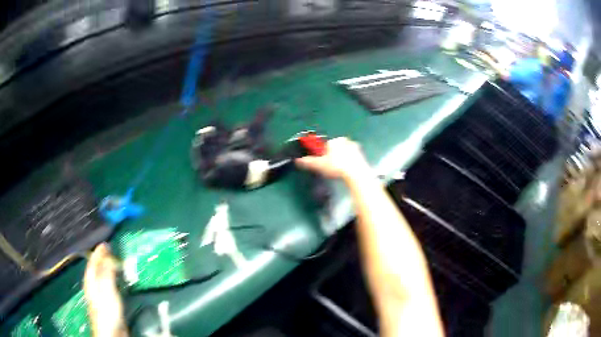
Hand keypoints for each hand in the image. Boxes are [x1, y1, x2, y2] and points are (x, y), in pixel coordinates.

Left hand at [84, 243, 126, 336]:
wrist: (112, 333)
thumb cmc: (107, 310)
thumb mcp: (106, 289)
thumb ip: (106, 271)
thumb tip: (106, 252)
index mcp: (90, 281)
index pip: (92, 263)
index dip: (98, 253)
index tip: (105, 243)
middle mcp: (93, 287)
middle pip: (95, 269)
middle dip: (101, 259)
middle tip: (110, 250)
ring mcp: (100, 296)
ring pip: (101, 277)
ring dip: (106, 268)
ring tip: (114, 262)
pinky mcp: (108, 304)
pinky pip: (107, 285)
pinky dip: (111, 279)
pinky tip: (117, 282)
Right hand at [295, 137, 369, 180]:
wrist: (356, 173)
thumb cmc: (336, 166)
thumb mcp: (319, 165)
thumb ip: (308, 162)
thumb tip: (298, 160)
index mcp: (334, 141)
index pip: (325, 146)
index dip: (322, 155)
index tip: (323, 163)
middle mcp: (345, 141)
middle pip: (335, 148)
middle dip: (333, 156)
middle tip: (331, 168)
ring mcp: (355, 147)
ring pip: (344, 152)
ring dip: (341, 159)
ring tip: (339, 171)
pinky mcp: (361, 155)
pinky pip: (352, 158)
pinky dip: (349, 163)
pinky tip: (347, 171)